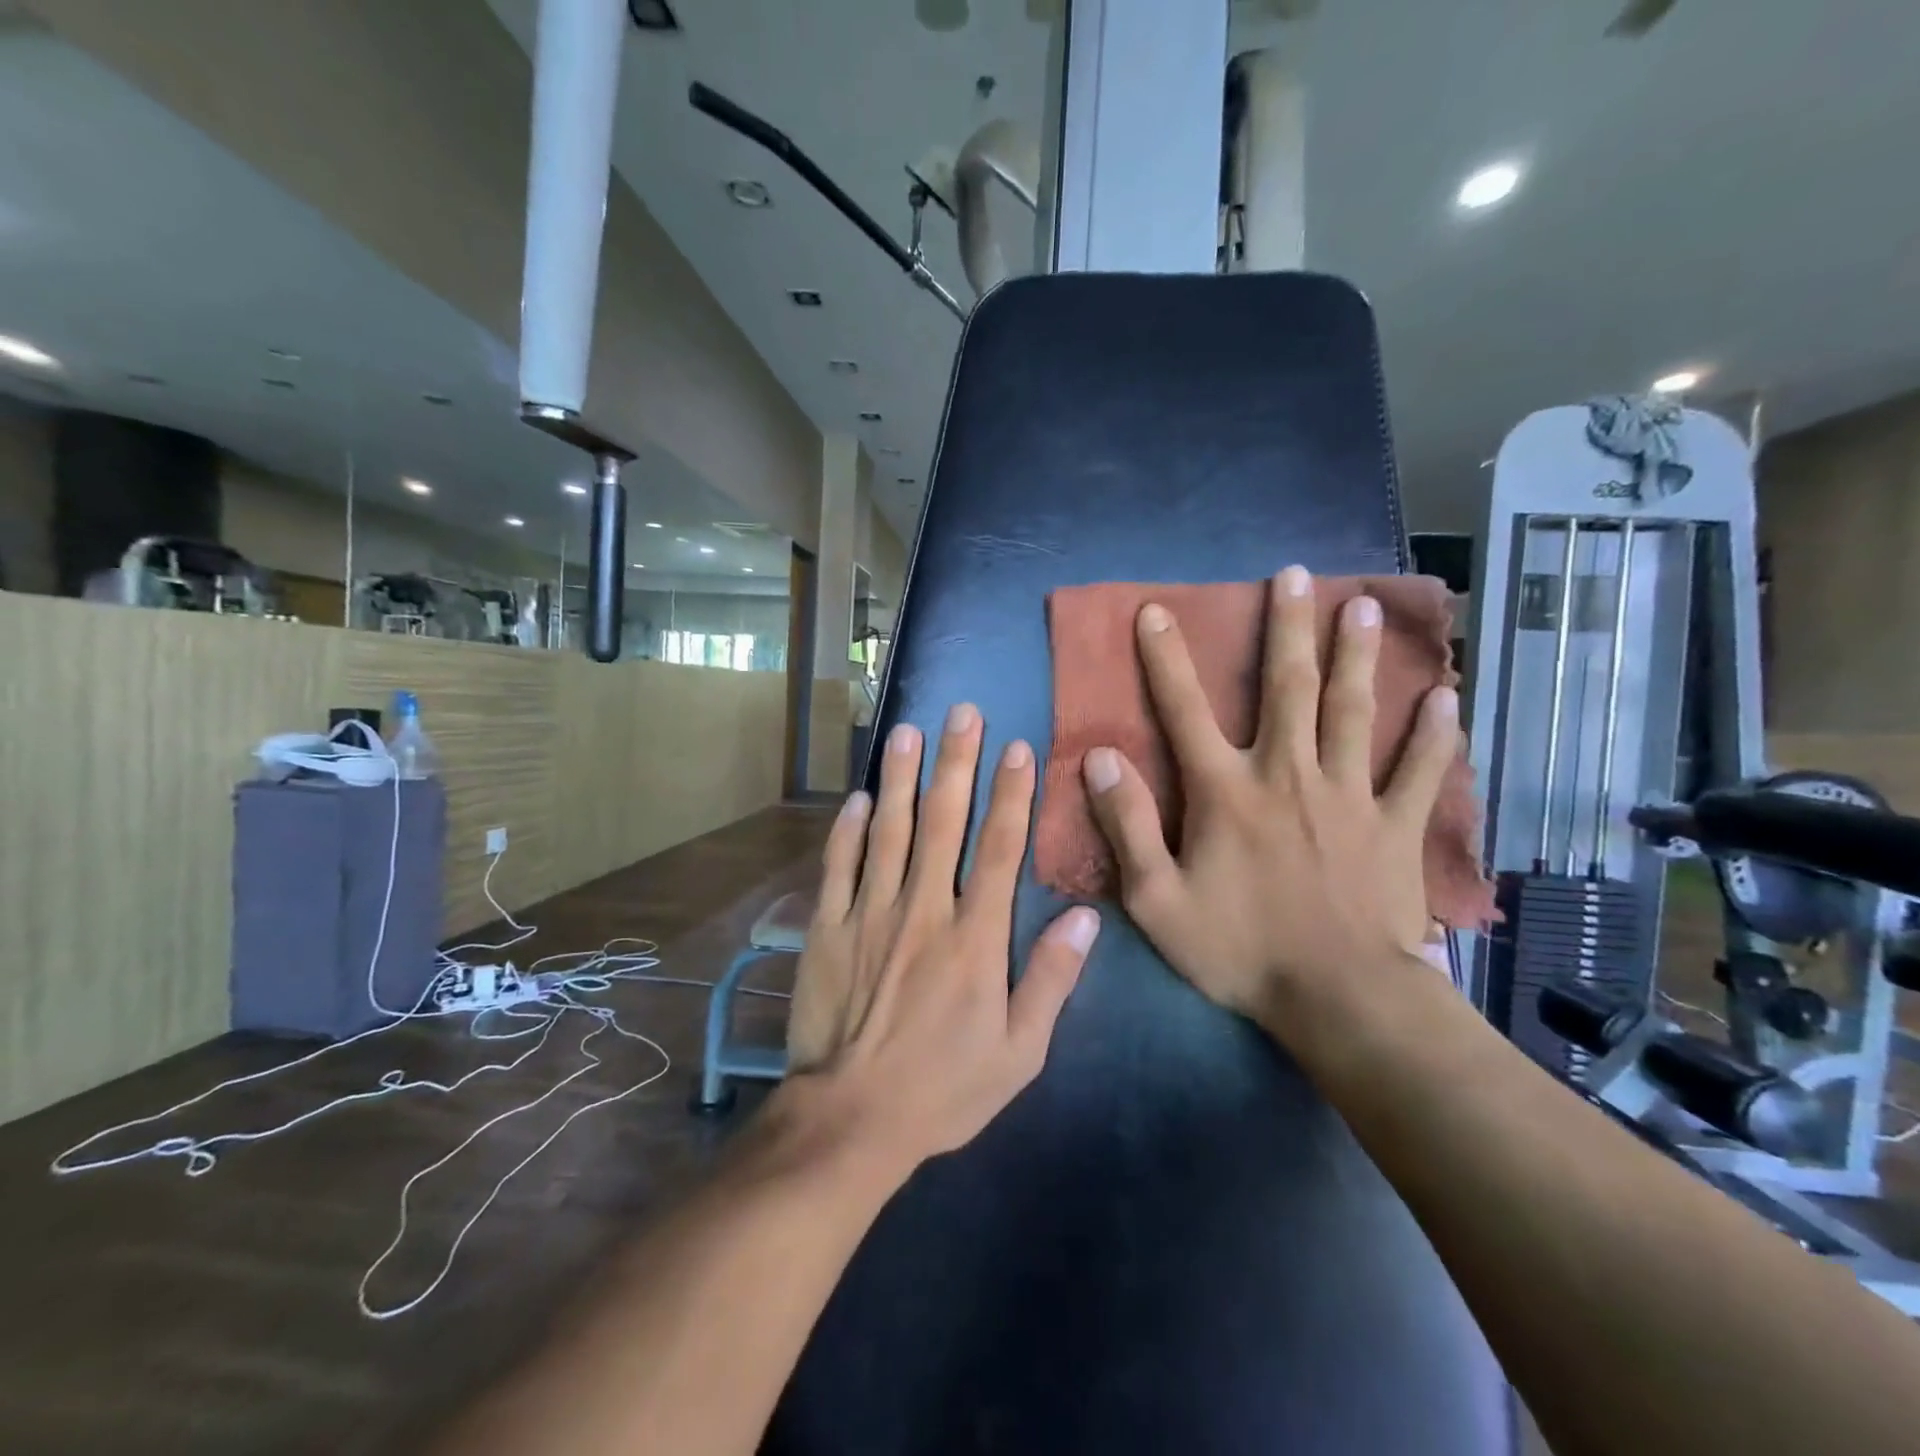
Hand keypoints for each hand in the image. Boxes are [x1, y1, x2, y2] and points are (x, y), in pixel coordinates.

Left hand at [782, 705, 1099, 1176]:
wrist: (851, 1119)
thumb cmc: (944, 1088)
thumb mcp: (1020, 1052)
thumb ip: (1052, 980)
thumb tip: (1087, 917)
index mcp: (974, 937)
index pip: (1000, 849)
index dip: (1012, 794)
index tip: (1018, 748)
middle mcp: (923, 910)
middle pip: (942, 822)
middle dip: (955, 762)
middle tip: (962, 712)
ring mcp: (869, 914)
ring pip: (888, 831)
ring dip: (900, 777)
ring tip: (908, 731)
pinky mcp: (827, 929)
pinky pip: (838, 867)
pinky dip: (848, 829)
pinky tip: (858, 797)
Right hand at [1080, 566, 1457, 1037]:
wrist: (1339, 1001)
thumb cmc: (1240, 951)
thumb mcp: (1157, 900)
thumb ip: (1126, 825)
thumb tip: (1098, 758)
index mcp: (1226, 792)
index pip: (1185, 711)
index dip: (1166, 659)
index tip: (1156, 611)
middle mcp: (1288, 775)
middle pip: (1288, 688)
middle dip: (1286, 628)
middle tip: (1293, 575)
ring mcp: (1349, 796)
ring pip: (1353, 711)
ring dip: (1356, 656)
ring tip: (1363, 605)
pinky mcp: (1395, 826)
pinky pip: (1418, 771)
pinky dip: (1431, 735)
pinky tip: (1444, 700)